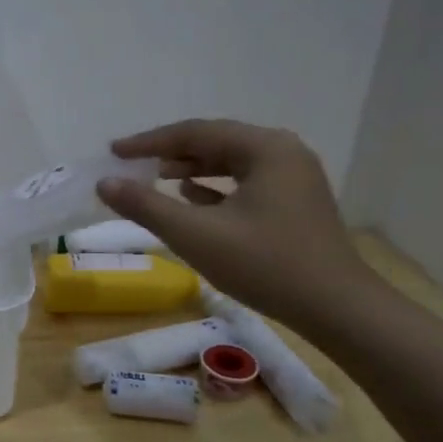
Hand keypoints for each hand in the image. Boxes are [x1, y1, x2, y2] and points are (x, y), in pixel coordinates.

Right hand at [95, 119, 373, 331]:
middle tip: (132, 163)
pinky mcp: (296, 202)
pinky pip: (246, 181)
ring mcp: (294, 177)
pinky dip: (215, 186)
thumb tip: (104, 184)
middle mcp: (283, 152)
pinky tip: (192, 196)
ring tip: (157, 177)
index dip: (149, 142)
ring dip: (192, 167)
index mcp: (264, 148)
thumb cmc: (265, 265)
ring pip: (231, 162)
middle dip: (171, 152)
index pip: (195, 132)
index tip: (114, 152)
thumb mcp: (195, 234)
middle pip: (215, 141)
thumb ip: (146, 206)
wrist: (338, 309)